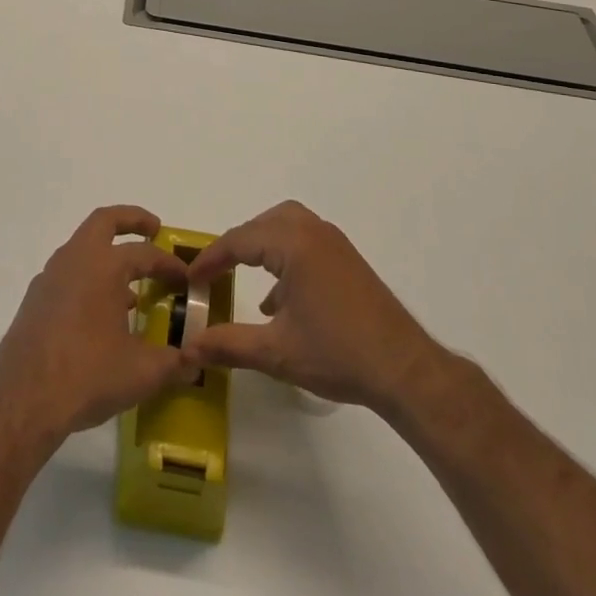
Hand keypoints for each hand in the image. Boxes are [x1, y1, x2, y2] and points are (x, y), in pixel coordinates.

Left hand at [0, 206, 190, 447]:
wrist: (24, 398)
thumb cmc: (88, 374)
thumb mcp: (142, 372)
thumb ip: (173, 363)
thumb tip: (194, 362)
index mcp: (103, 265)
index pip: (145, 253)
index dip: (169, 263)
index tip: (186, 278)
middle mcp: (75, 259)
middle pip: (105, 221)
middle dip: (131, 220)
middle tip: (153, 230)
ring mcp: (50, 276)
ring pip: (83, 247)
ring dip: (108, 255)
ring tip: (132, 287)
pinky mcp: (36, 298)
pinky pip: (69, 274)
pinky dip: (89, 279)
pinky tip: (100, 315)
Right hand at [181, 200, 447, 410]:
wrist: (406, 371)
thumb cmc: (339, 354)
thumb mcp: (277, 353)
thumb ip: (229, 345)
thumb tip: (189, 349)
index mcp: (294, 244)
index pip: (239, 240)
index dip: (211, 259)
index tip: (190, 279)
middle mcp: (313, 232)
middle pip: (263, 223)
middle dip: (237, 244)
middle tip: (217, 271)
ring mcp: (334, 244)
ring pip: (286, 226)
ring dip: (262, 246)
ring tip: (244, 275)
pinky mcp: (347, 261)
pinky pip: (305, 242)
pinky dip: (284, 255)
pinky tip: (279, 300)